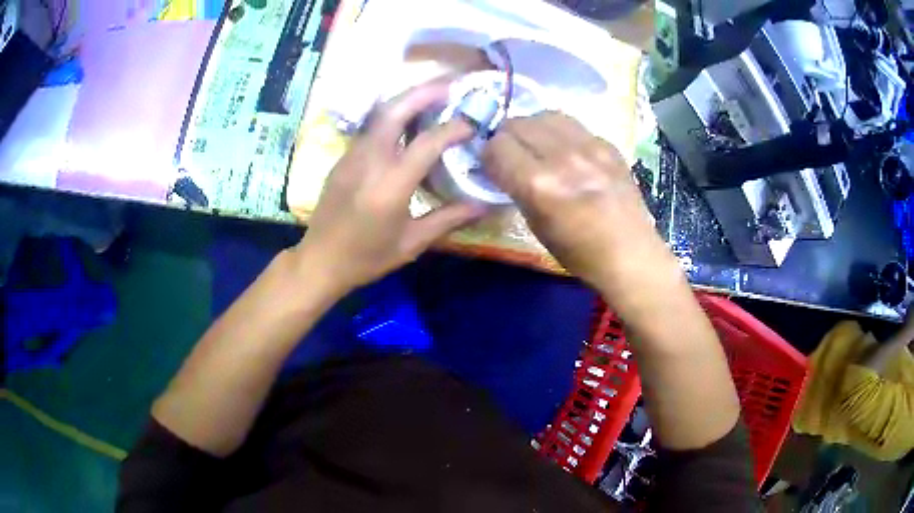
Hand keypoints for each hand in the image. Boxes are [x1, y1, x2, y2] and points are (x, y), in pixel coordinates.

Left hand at [294, 79, 485, 296]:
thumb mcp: (412, 243)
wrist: (320, 261)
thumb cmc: (367, 257)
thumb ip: (449, 219)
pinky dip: (392, 115)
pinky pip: (370, 127)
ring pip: (380, 114)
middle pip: (395, 110)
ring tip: (432, 95)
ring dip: (407, 99)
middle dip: (424, 92)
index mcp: (391, 185)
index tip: (473, 124)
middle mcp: (370, 161)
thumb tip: (484, 205)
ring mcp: (352, 156)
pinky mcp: (343, 158)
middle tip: (451, 85)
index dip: (453, 128)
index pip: (427, 143)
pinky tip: (406, 121)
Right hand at [483, 112, 675, 293]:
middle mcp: (562, 157)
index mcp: (539, 184)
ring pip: (545, 115)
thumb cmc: (579, 252)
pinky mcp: (608, 144)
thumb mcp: (535, 224)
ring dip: (533, 128)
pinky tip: (568, 152)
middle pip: (518, 123)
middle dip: (507, 137)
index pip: (497, 145)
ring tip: (538, 146)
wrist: (630, 254)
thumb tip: (500, 164)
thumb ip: (515, 187)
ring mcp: (590, 147)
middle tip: (512, 154)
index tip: (492, 166)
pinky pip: (573, 125)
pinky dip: (561, 133)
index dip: (489, 155)